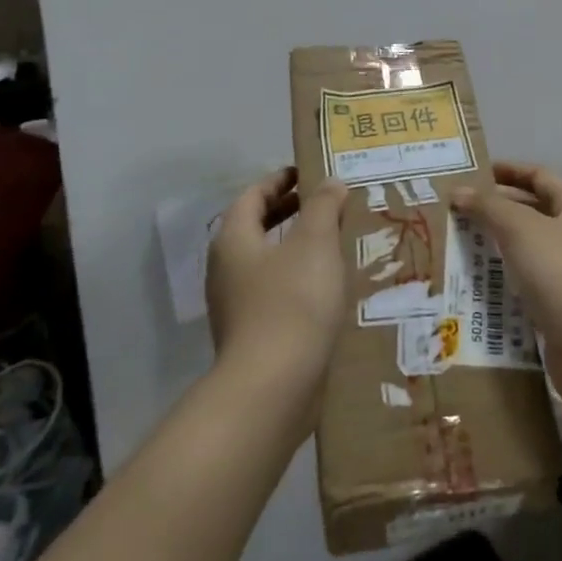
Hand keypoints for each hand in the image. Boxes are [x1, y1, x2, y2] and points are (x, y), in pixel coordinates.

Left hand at [207, 168, 348, 407]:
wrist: (273, 387)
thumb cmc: (292, 301)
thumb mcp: (315, 242)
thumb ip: (323, 206)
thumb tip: (329, 182)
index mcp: (234, 239)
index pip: (253, 196)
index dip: (280, 180)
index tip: (309, 173)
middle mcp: (226, 268)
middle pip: (256, 227)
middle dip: (290, 211)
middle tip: (327, 203)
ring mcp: (236, 305)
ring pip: (267, 261)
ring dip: (297, 246)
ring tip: (334, 241)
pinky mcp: (252, 334)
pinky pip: (275, 290)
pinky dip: (299, 277)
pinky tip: (328, 285)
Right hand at [451, 162, 561, 405]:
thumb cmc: (559, 270)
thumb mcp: (520, 228)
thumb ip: (488, 206)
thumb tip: (459, 191)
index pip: (539, 176)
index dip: (509, 170)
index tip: (476, 172)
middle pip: (533, 211)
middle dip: (497, 208)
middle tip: (458, 209)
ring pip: (527, 249)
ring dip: (496, 245)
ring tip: (458, 243)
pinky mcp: (559, 305)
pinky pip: (526, 282)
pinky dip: (502, 279)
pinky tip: (475, 283)